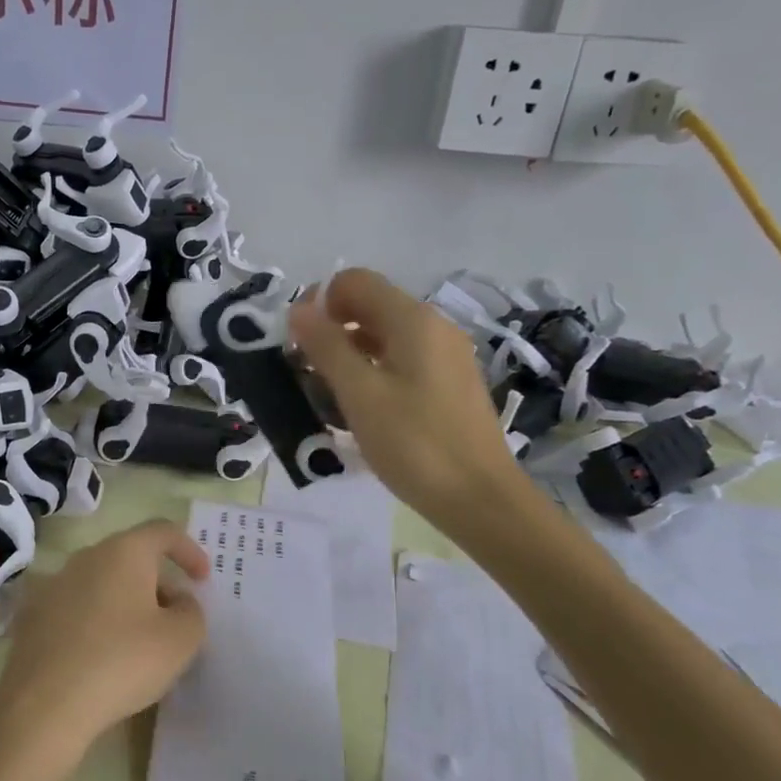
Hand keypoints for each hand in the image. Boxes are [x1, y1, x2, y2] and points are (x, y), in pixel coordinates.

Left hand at [0, 521, 208, 768]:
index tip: (203, 580)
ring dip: (125, 602)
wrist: (43, 705)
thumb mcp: (180, 641)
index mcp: (124, 552)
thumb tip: (178, 601)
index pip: (163, 531)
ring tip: (138, 641)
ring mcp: (54, 584)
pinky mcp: (32, 616)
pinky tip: (100, 656)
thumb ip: (191, 612)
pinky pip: (75, 608)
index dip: (189, 550)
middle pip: (130, 557)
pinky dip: (95, 622)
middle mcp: (86, 557)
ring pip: (101, 582)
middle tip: (174, 618)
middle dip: (157, 582)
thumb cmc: (122, 662)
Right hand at [288, 267, 523, 517]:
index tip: (300, 344)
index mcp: (413, 320)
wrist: (481, 500)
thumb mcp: (359, 394)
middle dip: (332, 330)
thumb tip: (299, 308)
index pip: (355, 281)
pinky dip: (374, 371)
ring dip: (349, 354)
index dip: (320, 303)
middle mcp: (433, 326)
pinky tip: (362, 409)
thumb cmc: (415, 444)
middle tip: (308, 373)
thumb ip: (326, 347)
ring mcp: (445, 355)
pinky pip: (402, 360)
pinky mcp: (449, 383)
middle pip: (370, 306)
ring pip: (384, 335)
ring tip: (328, 396)